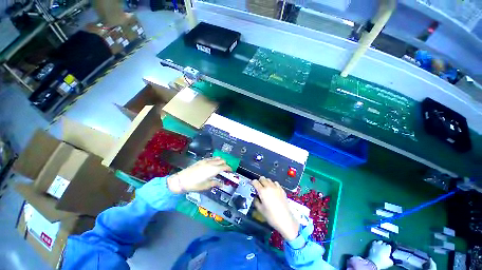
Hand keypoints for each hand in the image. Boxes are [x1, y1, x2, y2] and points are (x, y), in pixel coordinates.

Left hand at [167, 157, 231, 193]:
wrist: (181, 180)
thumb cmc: (194, 184)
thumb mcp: (206, 185)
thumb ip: (215, 183)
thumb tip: (222, 184)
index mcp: (214, 169)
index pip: (225, 166)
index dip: (229, 168)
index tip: (231, 171)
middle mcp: (211, 163)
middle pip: (222, 161)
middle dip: (225, 165)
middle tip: (225, 170)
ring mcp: (206, 161)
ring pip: (217, 158)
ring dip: (220, 161)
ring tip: (220, 167)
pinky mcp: (201, 160)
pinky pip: (211, 158)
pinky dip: (215, 160)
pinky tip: (212, 165)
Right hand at [252, 177, 299, 240]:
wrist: (285, 220)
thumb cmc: (271, 216)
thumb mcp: (260, 210)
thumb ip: (256, 201)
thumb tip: (256, 197)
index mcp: (262, 191)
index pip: (255, 182)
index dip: (252, 182)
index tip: (251, 185)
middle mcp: (269, 187)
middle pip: (262, 178)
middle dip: (259, 181)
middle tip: (258, 187)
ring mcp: (276, 187)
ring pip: (269, 179)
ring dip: (266, 182)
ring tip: (266, 188)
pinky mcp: (282, 189)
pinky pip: (275, 183)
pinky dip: (273, 184)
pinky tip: (273, 190)